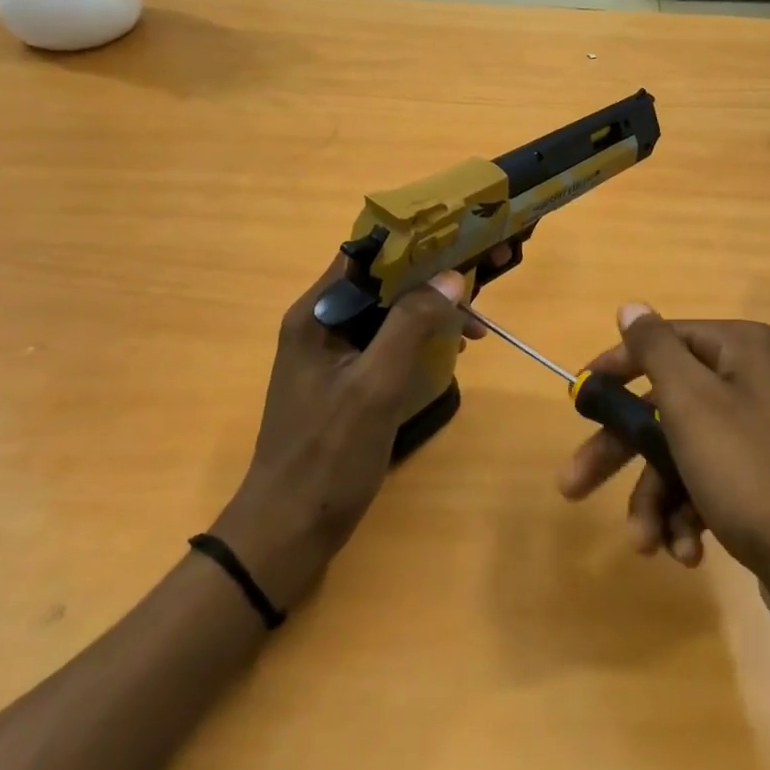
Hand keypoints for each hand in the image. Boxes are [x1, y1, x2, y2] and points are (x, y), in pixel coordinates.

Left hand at [210, 256, 466, 607]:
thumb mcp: (376, 385)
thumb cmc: (328, 454)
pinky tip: (452, 351)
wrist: (288, 530)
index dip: (416, 240)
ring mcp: (334, 350)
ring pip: (391, 310)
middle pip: (384, 280)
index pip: (368, 254)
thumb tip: (451, 277)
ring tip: (475, 327)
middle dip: (434, 278)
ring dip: (432, 310)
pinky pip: (389, 340)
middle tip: (481, 281)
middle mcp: (322, 321)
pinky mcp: (347, 377)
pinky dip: (421, 338)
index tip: (461, 239)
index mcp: (317, 312)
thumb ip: (411, 324)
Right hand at [560, 306, 769, 665]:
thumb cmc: (753, 472)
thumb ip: (655, 349)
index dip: (617, 368)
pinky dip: (689, 517)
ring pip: (683, 453)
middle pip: (667, 405)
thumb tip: (632, 305)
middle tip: (573, 485)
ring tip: (645, 542)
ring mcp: (761, 435)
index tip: (580, 397)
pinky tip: (686, 553)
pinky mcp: (765, 482)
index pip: (664, 342)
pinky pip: (710, 484)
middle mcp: (753, 382)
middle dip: (622, 452)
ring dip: (656, 498)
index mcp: (741, 350)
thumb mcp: (692, 403)